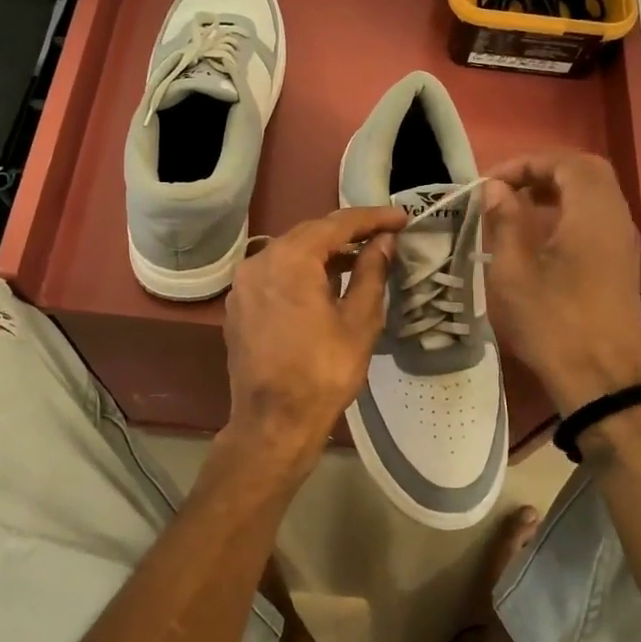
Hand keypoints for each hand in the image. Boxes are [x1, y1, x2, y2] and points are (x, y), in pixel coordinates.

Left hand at [217, 206, 405, 475]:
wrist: (273, 423)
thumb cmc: (323, 373)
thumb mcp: (359, 321)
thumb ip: (371, 272)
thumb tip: (382, 242)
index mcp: (290, 259)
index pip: (337, 224)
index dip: (372, 218)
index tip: (402, 218)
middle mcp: (259, 261)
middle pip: (309, 234)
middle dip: (347, 233)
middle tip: (383, 236)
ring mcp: (243, 284)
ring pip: (290, 254)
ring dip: (324, 253)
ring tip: (360, 259)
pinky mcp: (239, 306)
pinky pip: (274, 275)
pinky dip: (301, 272)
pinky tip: (325, 285)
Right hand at [484, 152, 640, 413]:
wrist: (601, 381)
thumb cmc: (553, 324)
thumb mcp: (514, 273)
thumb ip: (505, 222)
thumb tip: (498, 190)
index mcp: (593, 215)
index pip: (566, 163)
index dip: (527, 163)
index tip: (492, 182)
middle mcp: (617, 220)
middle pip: (587, 171)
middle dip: (544, 170)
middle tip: (508, 186)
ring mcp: (624, 242)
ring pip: (596, 193)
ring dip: (557, 189)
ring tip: (518, 205)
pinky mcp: (623, 263)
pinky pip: (599, 217)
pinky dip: (570, 210)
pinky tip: (540, 233)